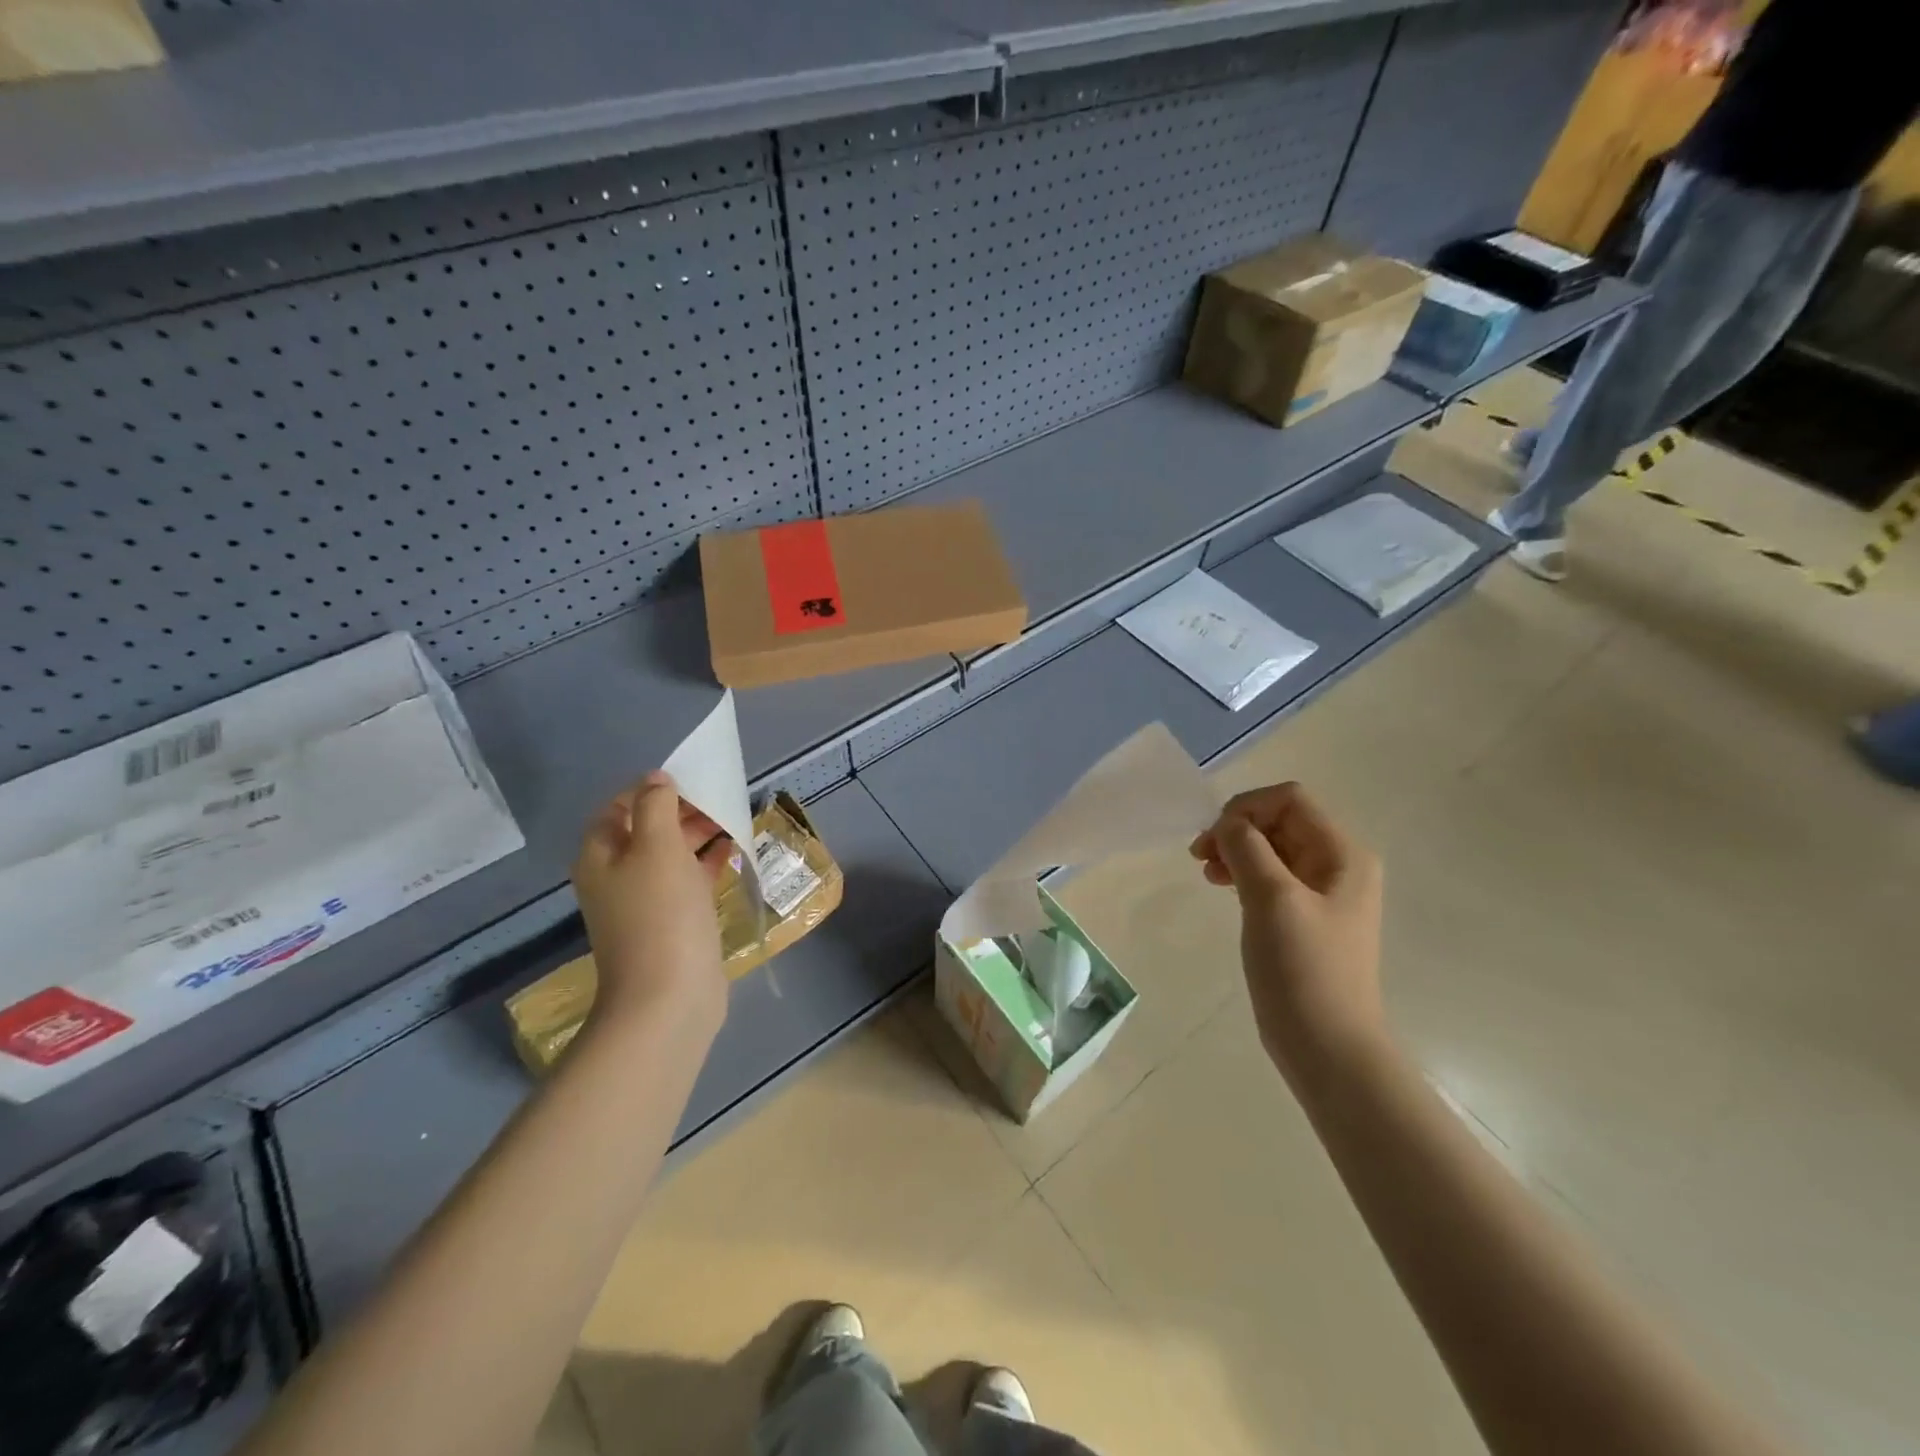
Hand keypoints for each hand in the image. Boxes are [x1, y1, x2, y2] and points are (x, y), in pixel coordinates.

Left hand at [571, 771, 732, 1037]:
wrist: (669, 997)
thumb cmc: (661, 912)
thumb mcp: (657, 846)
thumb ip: (656, 805)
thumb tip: (657, 780)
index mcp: (602, 855)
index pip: (620, 807)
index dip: (652, 789)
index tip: (692, 781)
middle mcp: (617, 876)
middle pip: (648, 829)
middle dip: (682, 811)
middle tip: (721, 800)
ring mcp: (645, 902)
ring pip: (672, 855)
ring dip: (700, 835)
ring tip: (734, 820)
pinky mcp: (673, 922)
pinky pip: (689, 880)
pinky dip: (709, 863)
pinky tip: (735, 851)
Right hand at [1190, 783, 1385, 1074]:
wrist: (1327, 1046)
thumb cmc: (1303, 969)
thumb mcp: (1272, 899)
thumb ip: (1247, 848)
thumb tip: (1228, 824)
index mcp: (1342, 853)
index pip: (1289, 799)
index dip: (1246, 808)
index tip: (1214, 839)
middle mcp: (1338, 864)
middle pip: (1279, 820)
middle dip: (1237, 829)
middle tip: (1200, 856)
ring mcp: (1322, 892)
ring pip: (1271, 847)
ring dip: (1235, 851)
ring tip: (1207, 873)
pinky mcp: (1304, 916)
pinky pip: (1270, 875)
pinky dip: (1243, 873)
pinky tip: (1223, 888)